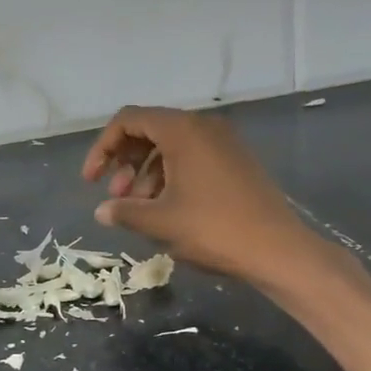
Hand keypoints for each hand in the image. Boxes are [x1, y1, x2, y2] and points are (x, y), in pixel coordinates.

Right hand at [80, 105, 311, 283]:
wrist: (278, 250)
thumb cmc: (214, 229)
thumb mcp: (160, 221)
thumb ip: (124, 211)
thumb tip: (102, 211)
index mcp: (182, 130)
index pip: (128, 120)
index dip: (103, 148)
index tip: (92, 181)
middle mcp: (203, 126)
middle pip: (149, 130)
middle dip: (125, 162)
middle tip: (117, 198)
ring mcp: (223, 143)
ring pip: (170, 146)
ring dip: (146, 174)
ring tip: (140, 210)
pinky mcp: (235, 161)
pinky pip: (192, 157)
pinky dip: (170, 176)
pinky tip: (166, 209)